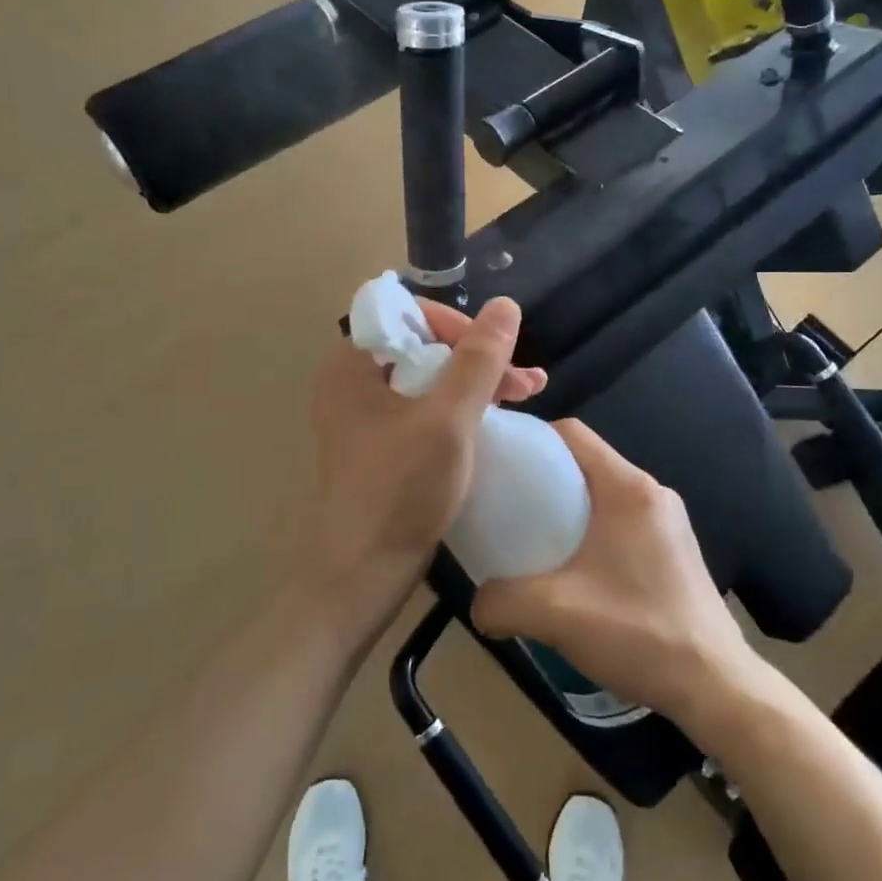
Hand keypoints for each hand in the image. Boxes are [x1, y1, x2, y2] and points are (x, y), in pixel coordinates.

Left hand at [305, 296, 544, 620]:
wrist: (363, 575)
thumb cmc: (400, 490)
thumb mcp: (448, 419)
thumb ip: (479, 360)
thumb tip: (506, 305)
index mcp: (351, 365)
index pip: (405, 313)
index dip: (454, 323)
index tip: (491, 351)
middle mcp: (352, 383)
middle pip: (422, 345)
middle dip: (477, 356)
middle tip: (524, 379)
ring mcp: (366, 417)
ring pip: (429, 378)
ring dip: (478, 381)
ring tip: (530, 392)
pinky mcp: (383, 445)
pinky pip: (425, 408)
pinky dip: (462, 408)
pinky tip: (500, 416)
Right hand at [471, 420, 758, 723]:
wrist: (716, 687)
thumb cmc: (639, 633)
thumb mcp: (556, 614)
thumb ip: (502, 602)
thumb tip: (477, 604)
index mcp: (628, 488)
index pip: (572, 433)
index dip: (530, 439)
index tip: (499, 464)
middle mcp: (652, 492)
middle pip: (585, 463)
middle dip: (543, 477)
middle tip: (507, 507)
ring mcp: (668, 521)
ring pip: (603, 494)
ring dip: (567, 508)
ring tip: (533, 541)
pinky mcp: (675, 550)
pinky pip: (621, 521)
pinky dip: (591, 531)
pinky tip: (574, 572)